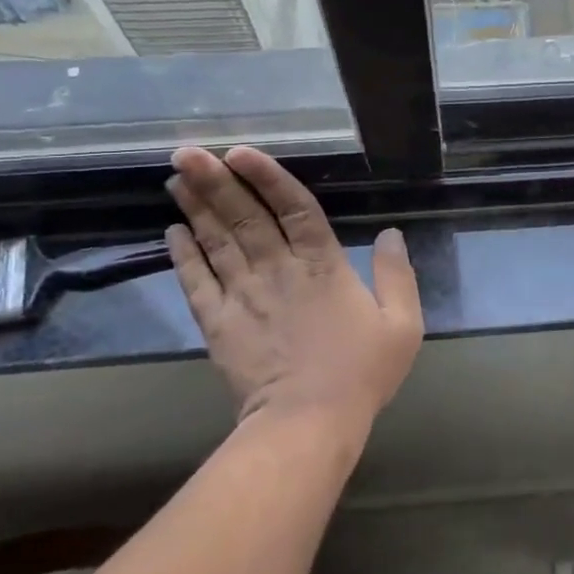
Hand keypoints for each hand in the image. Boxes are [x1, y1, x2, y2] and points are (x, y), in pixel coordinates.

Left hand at [165, 146, 422, 433]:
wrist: (308, 421)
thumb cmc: (361, 372)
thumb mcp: (402, 324)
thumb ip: (396, 275)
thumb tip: (392, 234)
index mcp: (324, 266)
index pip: (294, 208)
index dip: (267, 177)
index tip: (241, 152)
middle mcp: (278, 270)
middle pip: (244, 217)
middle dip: (216, 181)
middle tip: (186, 151)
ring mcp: (243, 296)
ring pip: (216, 241)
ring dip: (196, 207)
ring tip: (176, 177)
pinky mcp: (218, 324)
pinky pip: (196, 282)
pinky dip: (182, 255)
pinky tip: (171, 231)